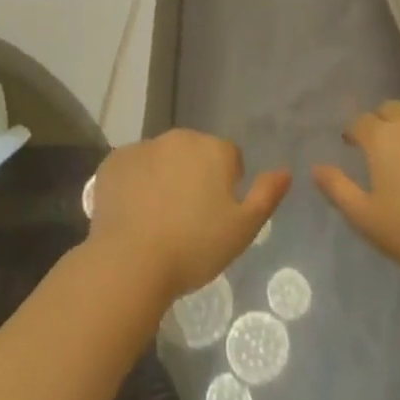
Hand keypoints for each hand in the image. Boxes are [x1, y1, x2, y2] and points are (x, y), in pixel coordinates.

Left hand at [87, 130, 290, 304]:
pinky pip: (132, 167)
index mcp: (213, 149)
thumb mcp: (242, 229)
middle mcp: (179, 138)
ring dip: (165, 176)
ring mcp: (144, 146)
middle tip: (189, 217)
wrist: (131, 262)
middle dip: (195, 175)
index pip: (229, 158)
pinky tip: (133, 213)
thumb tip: (285, 171)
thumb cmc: (194, 247)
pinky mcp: (114, 161)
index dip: (227, 184)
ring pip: (162, 158)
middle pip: (194, 153)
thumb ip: (266, 195)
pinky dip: (135, 182)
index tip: (217, 215)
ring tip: (158, 217)